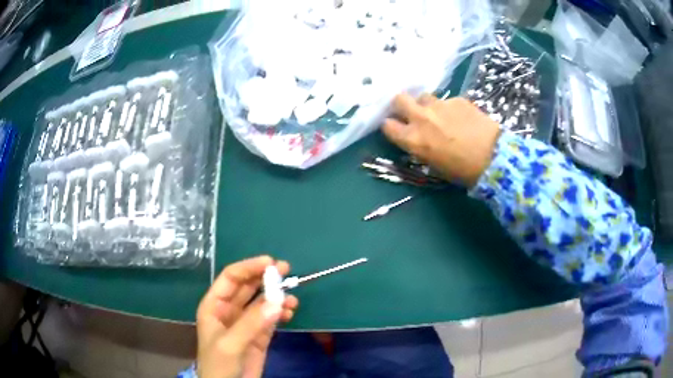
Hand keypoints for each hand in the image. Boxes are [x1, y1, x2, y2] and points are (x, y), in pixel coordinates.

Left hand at [196, 256, 298, 377]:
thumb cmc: (219, 364)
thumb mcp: (230, 343)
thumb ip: (251, 323)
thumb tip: (278, 301)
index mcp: (214, 305)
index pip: (231, 278)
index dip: (249, 267)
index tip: (270, 263)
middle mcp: (230, 310)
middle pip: (248, 287)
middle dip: (266, 278)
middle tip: (287, 270)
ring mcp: (246, 323)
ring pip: (262, 302)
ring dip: (277, 297)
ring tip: (293, 299)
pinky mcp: (260, 336)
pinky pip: (271, 318)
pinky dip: (281, 313)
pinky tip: (290, 313)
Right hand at [382, 93, 500, 186]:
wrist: (494, 157)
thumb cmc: (462, 171)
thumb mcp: (434, 165)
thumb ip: (420, 148)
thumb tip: (417, 140)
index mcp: (413, 139)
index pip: (387, 125)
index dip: (391, 126)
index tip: (397, 128)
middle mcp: (421, 118)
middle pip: (399, 99)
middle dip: (402, 105)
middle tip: (411, 113)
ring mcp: (439, 105)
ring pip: (423, 97)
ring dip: (426, 105)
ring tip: (439, 115)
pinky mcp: (457, 99)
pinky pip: (446, 100)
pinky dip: (449, 108)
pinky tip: (461, 117)